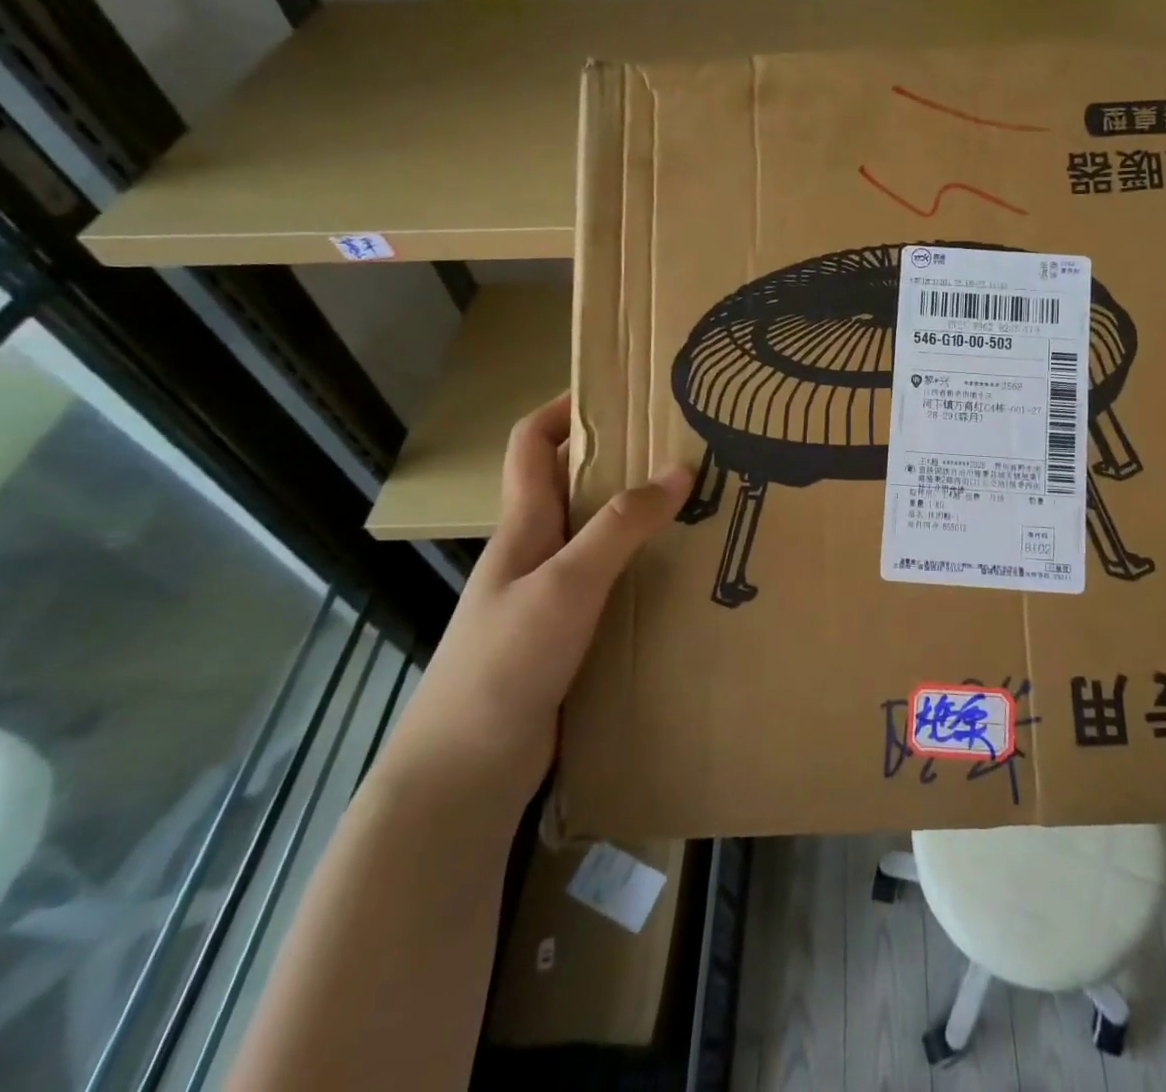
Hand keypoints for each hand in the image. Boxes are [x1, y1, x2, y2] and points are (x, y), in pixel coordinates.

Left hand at [376, 394, 689, 815]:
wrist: (465, 774)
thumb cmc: (505, 663)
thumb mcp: (567, 583)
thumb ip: (621, 526)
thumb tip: (679, 467)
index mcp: (524, 527)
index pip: (532, 446)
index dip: (564, 410)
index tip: (617, 391)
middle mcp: (536, 552)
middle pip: (574, 486)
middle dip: (622, 461)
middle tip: (684, 449)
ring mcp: (551, 597)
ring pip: (599, 538)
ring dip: (640, 518)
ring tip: (700, 507)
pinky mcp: (569, 636)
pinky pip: (612, 584)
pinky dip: (644, 570)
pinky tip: (683, 578)